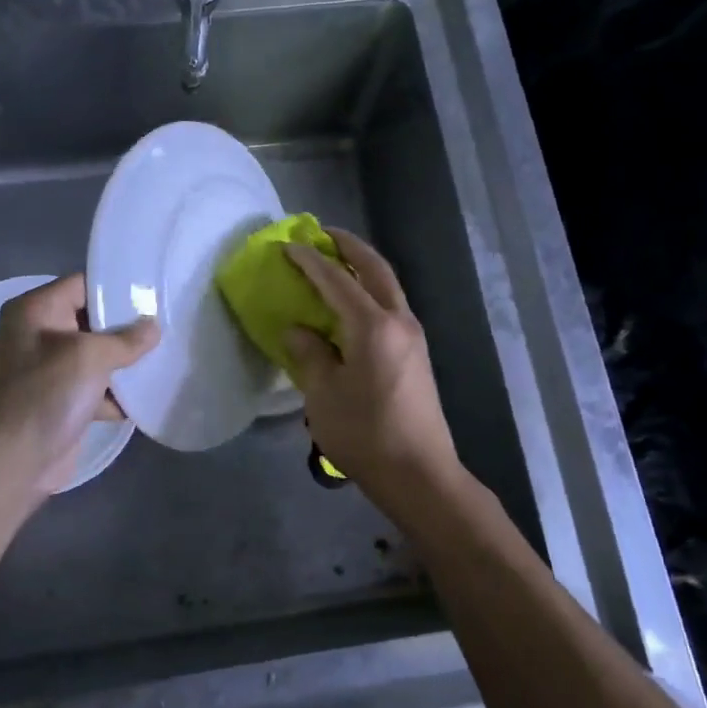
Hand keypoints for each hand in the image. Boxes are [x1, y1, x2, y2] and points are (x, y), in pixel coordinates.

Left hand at [0, 274, 159, 500]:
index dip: (117, 288)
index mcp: (35, 310)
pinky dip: (116, 393)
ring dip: (125, 363)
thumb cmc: (46, 395)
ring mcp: (48, 369)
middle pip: (92, 319)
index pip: (82, 284)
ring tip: (164, 358)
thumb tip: (153, 327)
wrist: (13, 462)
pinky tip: (145, 396)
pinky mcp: (61, 400)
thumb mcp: (89, 357)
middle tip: (166, 326)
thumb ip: (126, 339)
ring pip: (96, 355)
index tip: (154, 295)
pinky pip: (95, 386)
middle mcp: (38, 334)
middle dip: (127, 328)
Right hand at [284, 229, 461, 505]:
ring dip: (363, 267)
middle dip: (349, 247)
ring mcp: (413, 336)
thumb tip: (298, 330)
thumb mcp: (323, 395)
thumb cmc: (365, 434)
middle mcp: (399, 321)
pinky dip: (370, 291)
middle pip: (375, 269)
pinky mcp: (416, 353)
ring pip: (388, 286)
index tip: (288, 246)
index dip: (310, 262)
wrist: (418, 473)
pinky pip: (391, 306)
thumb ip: (310, 355)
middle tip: (322, 234)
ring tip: (336, 261)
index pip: (336, 281)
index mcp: (373, 327)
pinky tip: (352, 303)